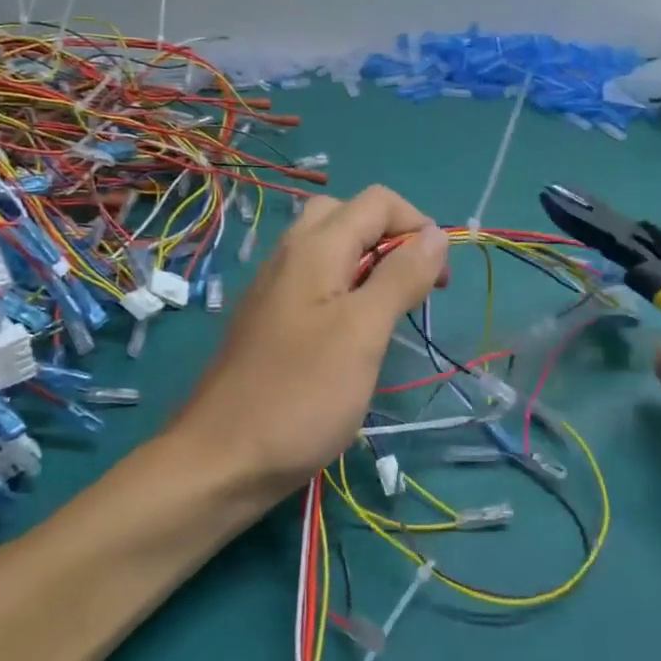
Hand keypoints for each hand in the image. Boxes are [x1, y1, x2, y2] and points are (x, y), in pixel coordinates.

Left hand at [172, 185, 448, 496]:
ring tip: (388, 312)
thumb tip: (436, 234)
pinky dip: (343, 290)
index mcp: (314, 248)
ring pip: (327, 249)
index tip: (438, 280)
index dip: (418, 226)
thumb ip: (400, 277)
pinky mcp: (267, 321)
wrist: (221, 459)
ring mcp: (273, 289)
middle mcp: (289, 255)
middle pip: (346, 215)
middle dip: (390, 238)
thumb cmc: (301, 395)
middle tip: (412, 287)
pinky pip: (311, 282)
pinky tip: (350, 335)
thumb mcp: (363, 333)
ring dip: (367, 264)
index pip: (377, 201)